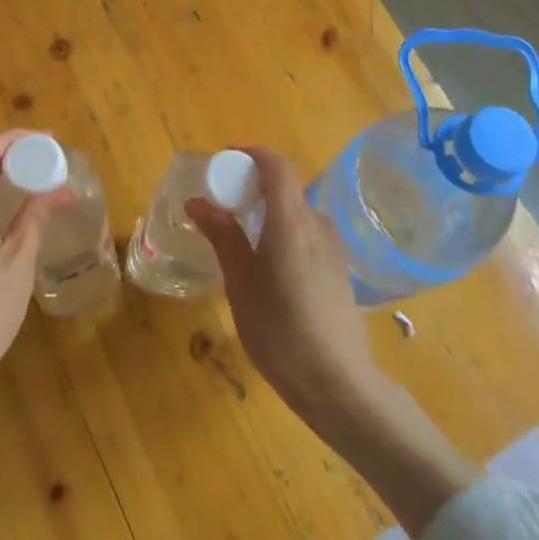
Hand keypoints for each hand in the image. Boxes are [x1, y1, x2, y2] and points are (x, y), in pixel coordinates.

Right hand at [184, 146, 381, 425]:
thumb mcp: (240, 284)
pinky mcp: (340, 269)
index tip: (224, 163)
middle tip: (222, 208)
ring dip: (268, 214)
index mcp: (291, 221)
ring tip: (241, 243)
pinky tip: (269, 270)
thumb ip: (222, 236)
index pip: (277, 166)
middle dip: (252, 188)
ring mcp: (334, 247)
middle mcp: (317, 224)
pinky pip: (308, 235)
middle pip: (286, 189)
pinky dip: (284, 235)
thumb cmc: (279, 331)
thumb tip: (198, 201)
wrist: (338, 384)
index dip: (251, 155)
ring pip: (296, 214)